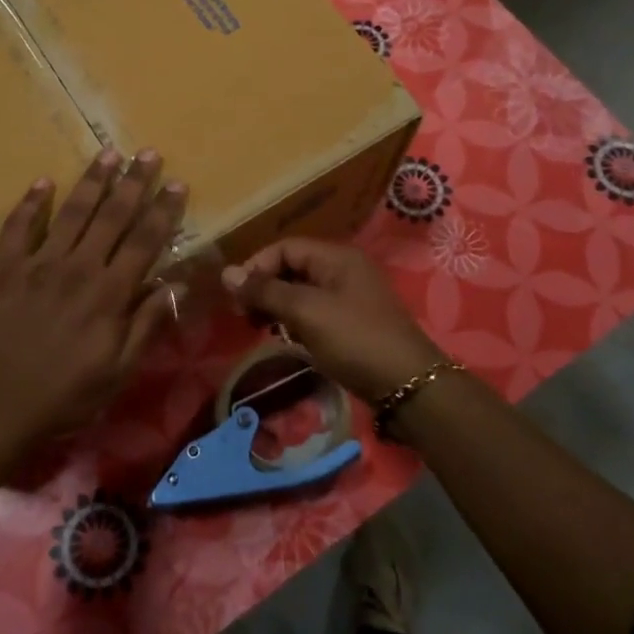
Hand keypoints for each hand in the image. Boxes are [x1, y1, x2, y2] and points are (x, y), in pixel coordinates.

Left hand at [0, 148, 184, 452]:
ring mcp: (37, 265)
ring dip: (91, 181)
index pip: (145, 241)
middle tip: (148, 152)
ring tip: (108, 153)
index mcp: (109, 294)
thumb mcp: (117, 373)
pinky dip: (30, 203)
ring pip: (71, 212)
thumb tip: (178, 285)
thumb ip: (147, 325)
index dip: (163, 210)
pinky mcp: (2, 270)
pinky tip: (41, 182)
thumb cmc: (62, 397)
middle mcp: (77, 268)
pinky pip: (17, 227)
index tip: (177, 183)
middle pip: (111, 216)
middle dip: (133, 182)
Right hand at [221, 239, 444, 404]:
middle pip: (292, 268)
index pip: (285, 247)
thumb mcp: (307, 312)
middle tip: (243, 315)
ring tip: (260, 328)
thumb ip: (266, 291)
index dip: (256, 267)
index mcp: (337, 257)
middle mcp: (344, 270)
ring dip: (277, 306)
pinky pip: (314, 312)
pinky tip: (286, 339)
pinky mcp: (352, 324)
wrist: (407, 385)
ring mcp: (350, 298)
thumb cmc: (355, 340)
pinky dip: (295, 321)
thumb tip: (226, 273)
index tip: (236, 296)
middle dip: (264, 287)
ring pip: (301, 292)